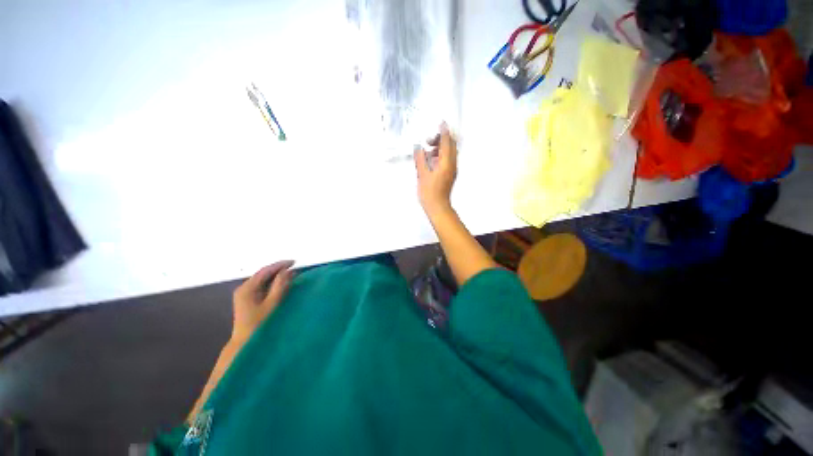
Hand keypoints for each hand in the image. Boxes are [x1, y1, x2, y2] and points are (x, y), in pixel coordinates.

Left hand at [231, 260, 294, 343]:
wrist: (244, 344)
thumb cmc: (259, 324)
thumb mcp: (272, 304)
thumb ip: (279, 286)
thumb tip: (287, 271)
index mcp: (247, 288)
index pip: (265, 271)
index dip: (280, 265)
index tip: (294, 262)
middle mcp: (244, 288)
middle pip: (263, 274)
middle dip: (279, 270)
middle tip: (295, 267)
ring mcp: (245, 295)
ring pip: (263, 280)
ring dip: (277, 276)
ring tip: (292, 274)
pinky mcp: (249, 300)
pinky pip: (263, 287)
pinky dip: (273, 284)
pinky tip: (283, 284)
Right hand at [414, 123, 457, 216]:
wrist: (437, 207)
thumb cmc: (429, 193)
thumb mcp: (422, 175)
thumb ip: (420, 159)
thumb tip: (418, 148)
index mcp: (446, 163)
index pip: (447, 142)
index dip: (443, 132)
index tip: (441, 123)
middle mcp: (452, 165)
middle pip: (451, 146)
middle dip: (441, 139)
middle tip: (429, 141)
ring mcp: (452, 170)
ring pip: (449, 153)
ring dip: (440, 148)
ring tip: (428, 152)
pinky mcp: (450, 174)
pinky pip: (448, 160)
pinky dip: (441, 156)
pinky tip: (431, 160)